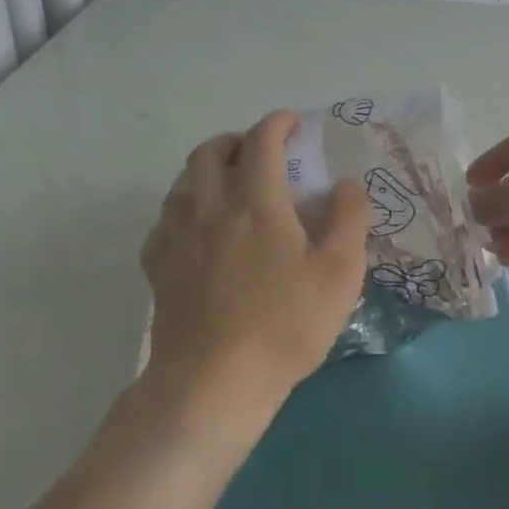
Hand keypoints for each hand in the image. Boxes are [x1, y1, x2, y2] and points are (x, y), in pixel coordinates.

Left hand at [139, 111, 371, 438]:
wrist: (213, 384)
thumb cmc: (285, 325)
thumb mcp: (340, 272)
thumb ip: (349, 218)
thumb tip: (345, 184)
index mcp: (256, 202)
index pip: (262, 141)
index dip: (279, 123)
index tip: (295, 123)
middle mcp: (209, 207)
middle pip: (210, 152)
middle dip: (237, 141)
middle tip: (262, 154)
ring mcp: (176, 237)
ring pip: (183, 181)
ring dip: (208, 169)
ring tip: (231, 185)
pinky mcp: (158, 267)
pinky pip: (166, 218)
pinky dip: (185, 206)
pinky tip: (200, 229)